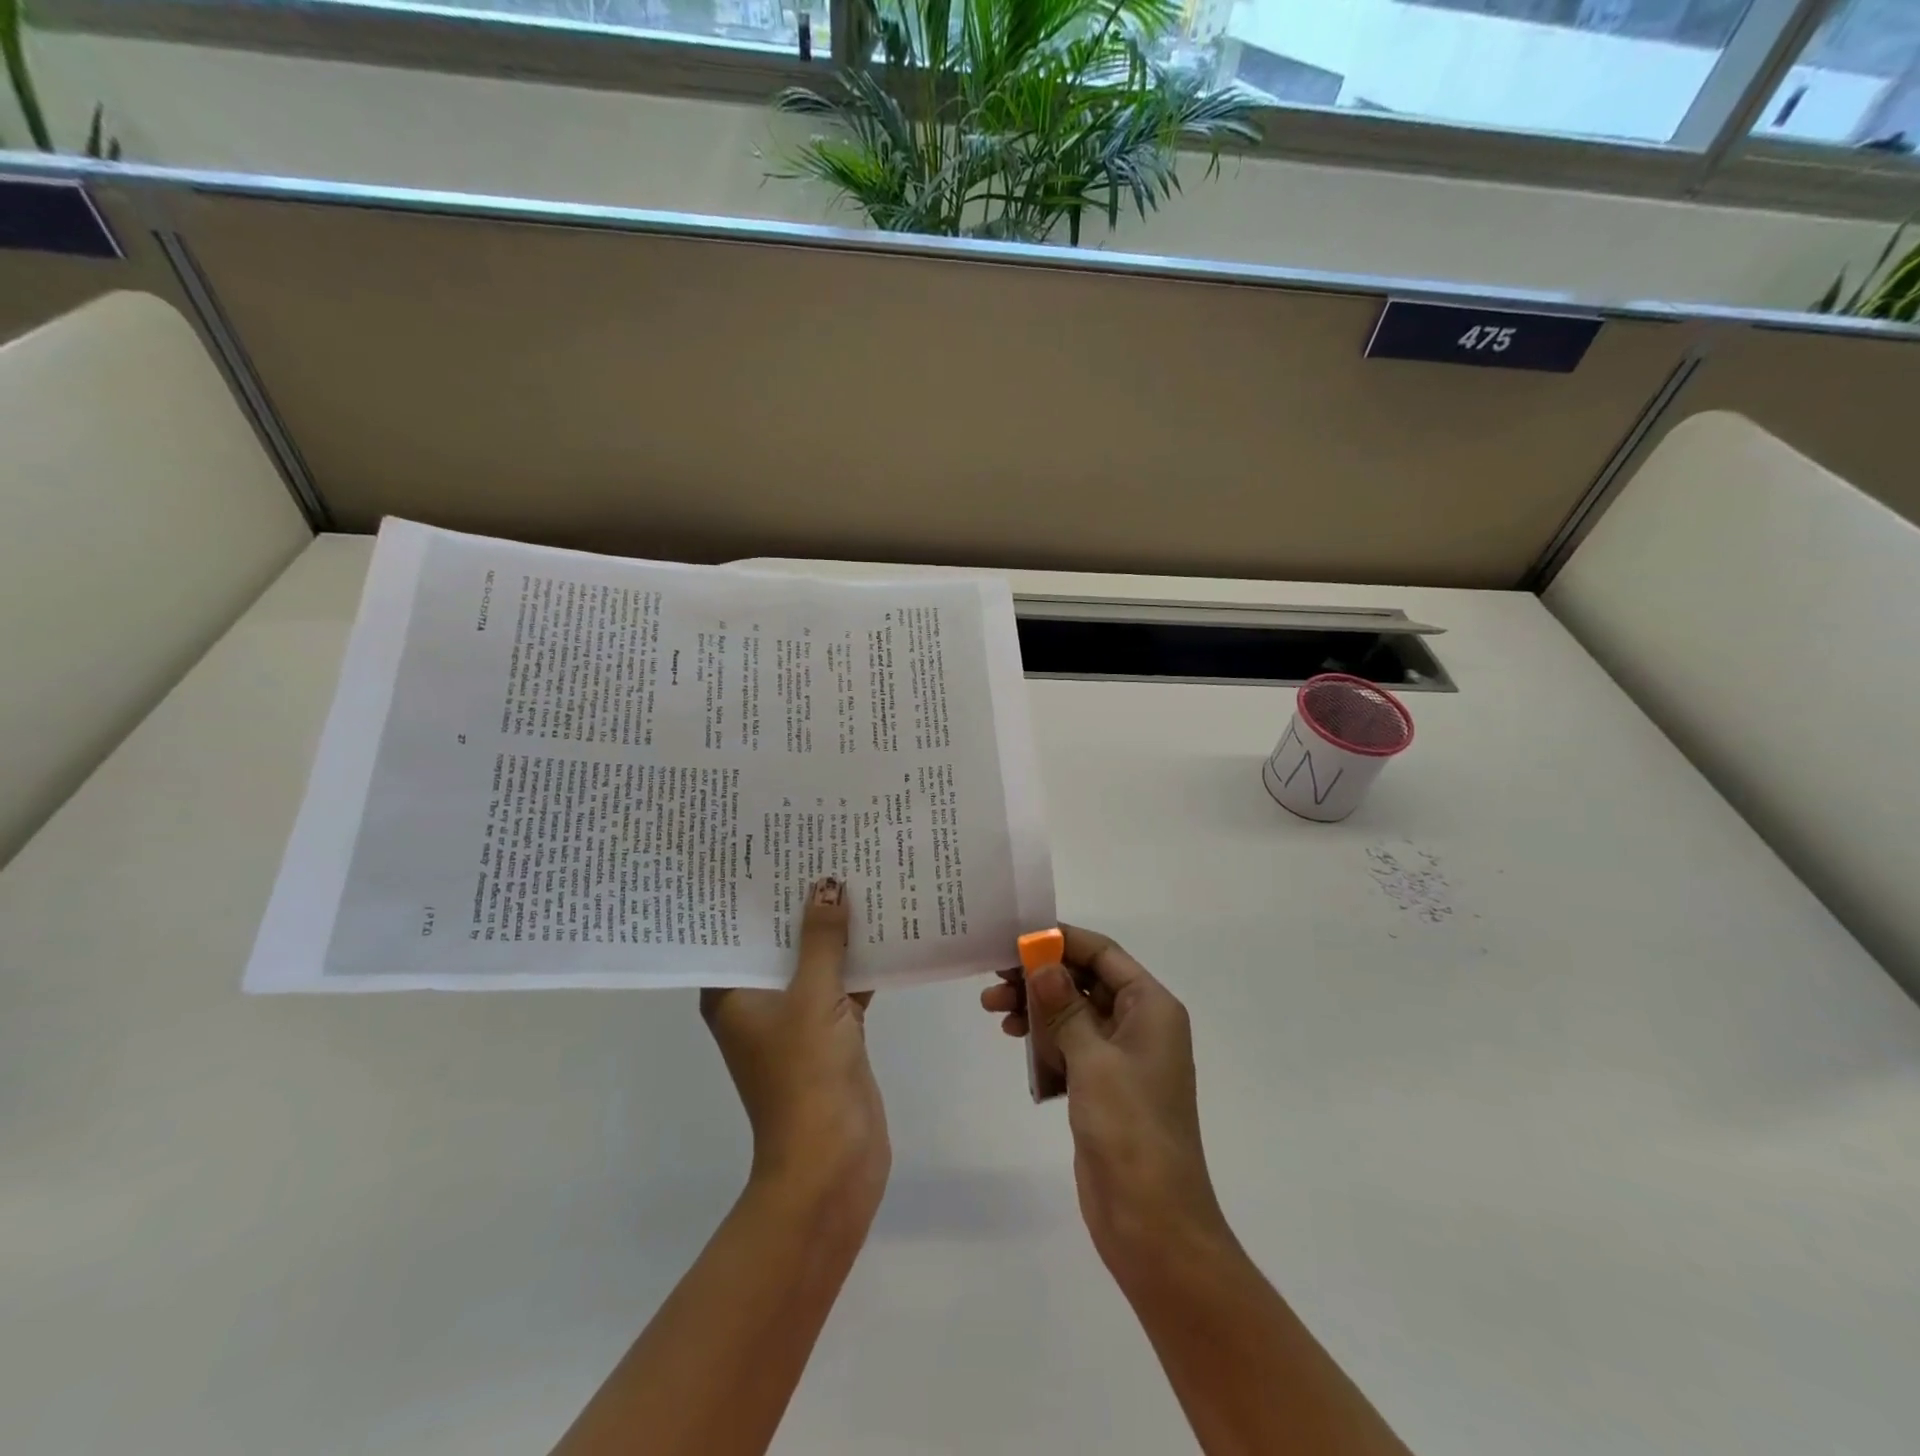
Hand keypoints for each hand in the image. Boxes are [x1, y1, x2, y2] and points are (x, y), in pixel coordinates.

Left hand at [701, 877, 889, 1224]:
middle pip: (779, 940)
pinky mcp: (832, 1031)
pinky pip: (843, 984)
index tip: (772, 849)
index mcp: (732, 994)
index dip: (753, 893)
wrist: (832, 1161)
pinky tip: (886, 925)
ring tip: (855, 873)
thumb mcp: (812, 997)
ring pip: (815, 961)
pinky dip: (860, 961)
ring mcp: (797, 1017)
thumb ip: (822, 940)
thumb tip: (827, 883)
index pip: (736, 930)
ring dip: (835, 930)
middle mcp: (758, 1001)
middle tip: (822, 847)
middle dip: (802, 902)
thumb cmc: (805, 1075)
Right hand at [981, 926, 1229, 1279]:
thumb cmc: (1130, 1129)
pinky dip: (1043, 1038)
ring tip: (993, 1009)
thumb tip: (1040, 962)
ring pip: (1073, 1012)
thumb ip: (1064, 1006)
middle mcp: (1140, 1024)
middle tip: (995, 977)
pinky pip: (1069, 1045)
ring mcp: (1121, 1057)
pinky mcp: (1102, 1087)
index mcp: (1151, 1008)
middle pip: (1085, 980)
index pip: (1103, 954)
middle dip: (1041, 976)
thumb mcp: (1094, 1059)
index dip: (1061, 941)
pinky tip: (1014, 1039)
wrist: (1153, 1223)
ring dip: (1036, 1007)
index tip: (1016, 938)